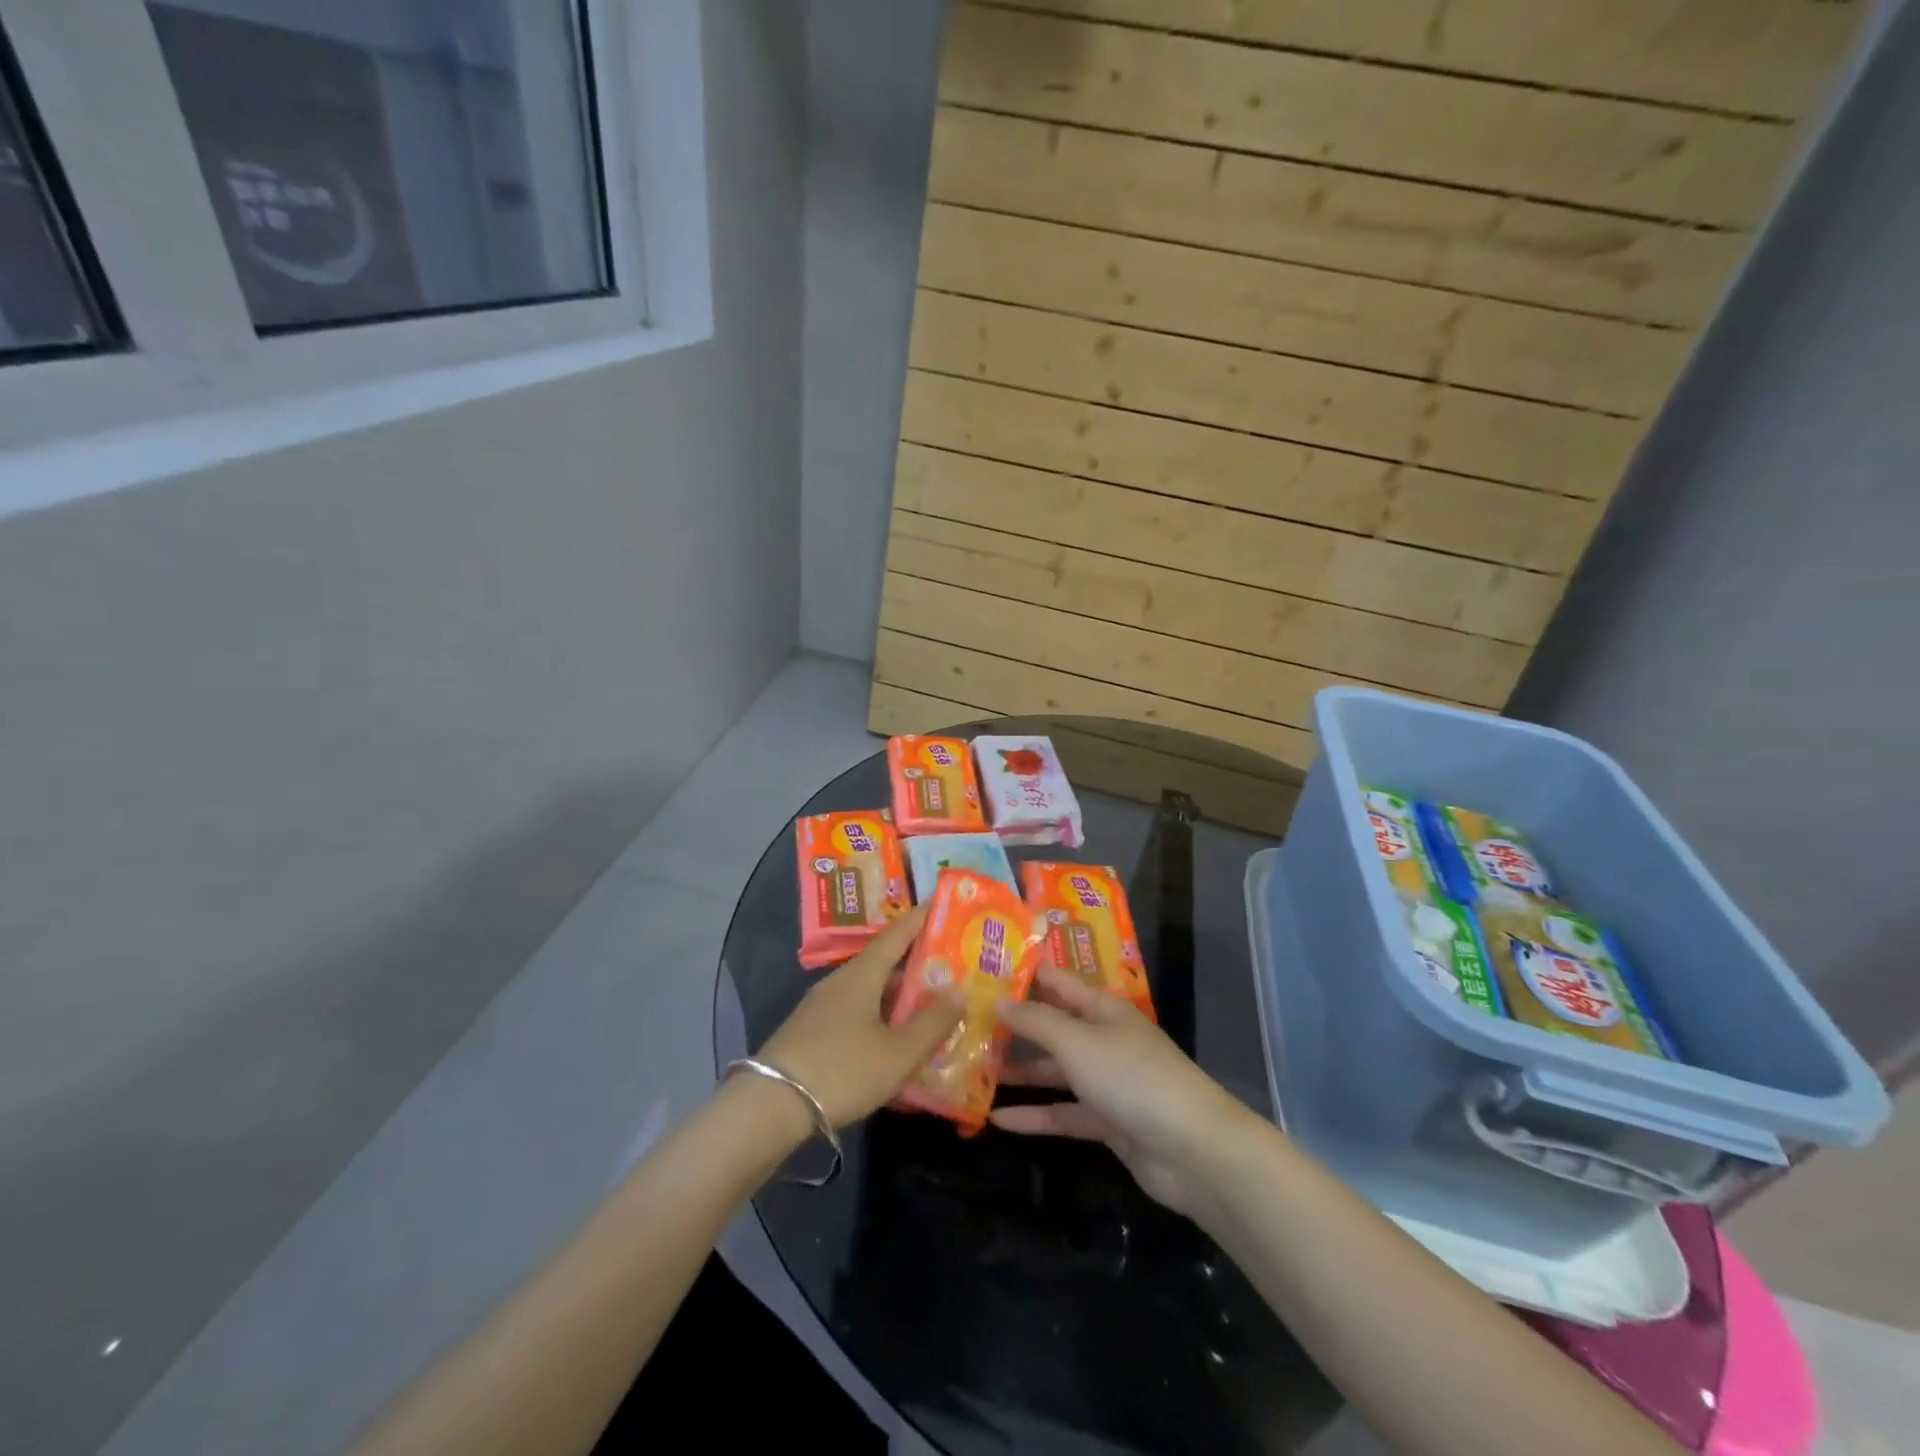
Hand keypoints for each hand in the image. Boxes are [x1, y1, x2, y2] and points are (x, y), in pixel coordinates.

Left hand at [756, 904, 962, 1127]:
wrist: (770, 1106)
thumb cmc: (842, 1069)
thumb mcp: (898, 1052)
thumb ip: (932, 1023)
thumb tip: (959, 992)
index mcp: (862, 974)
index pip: (897, 934)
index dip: (921, 919)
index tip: (943, 905)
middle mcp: (841, 981)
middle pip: (884, 962)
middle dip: (917, 962)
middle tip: (951, 965)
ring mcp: (822, 1006)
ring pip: (870, 989)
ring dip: (899, 993)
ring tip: (930, 1004)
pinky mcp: (812, 1031)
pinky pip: (857, 1011)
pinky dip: (881, 1015)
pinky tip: (894, 1037)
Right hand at [993, 967, 1265, 1217]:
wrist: (1192, 1150)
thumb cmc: (1132, 1078)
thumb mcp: (1078, 1042)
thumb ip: (1036, 1022)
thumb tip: (998, 1001)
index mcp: (1101, 1008)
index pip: (1056, 981)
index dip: (1021, 975)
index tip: (980, 971)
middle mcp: (1102, 1038)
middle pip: (1052, 1026)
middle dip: (1013, 1026)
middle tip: (964, 1024)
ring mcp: (1106, 1081)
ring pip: (1054, 1071)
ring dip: (1019, 1072)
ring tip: (973, 1071)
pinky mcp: (1107, 1121)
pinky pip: (1063, 1112)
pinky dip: (1035, 1115)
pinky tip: (996, 1119)